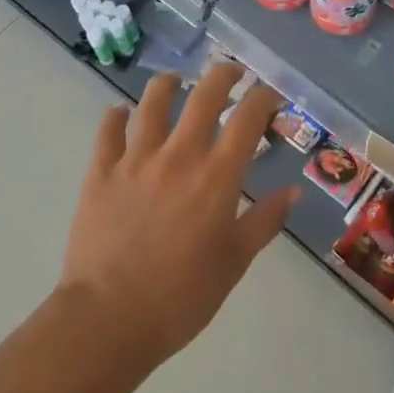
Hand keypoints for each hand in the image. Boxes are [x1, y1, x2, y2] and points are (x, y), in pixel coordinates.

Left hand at [59, 63, 296, 366]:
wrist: (110, 318)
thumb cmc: (183, 296)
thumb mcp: (235, 261)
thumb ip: (265, 221)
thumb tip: (292, 192)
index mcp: (217, 176)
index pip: (247, 118)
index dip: (263, 98)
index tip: (270, 96)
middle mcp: (179, 155)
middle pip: (204, 95)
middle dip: (223, 75)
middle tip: (232, 73)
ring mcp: (136, 160)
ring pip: (153, 102)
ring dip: (169, 84)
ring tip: (176, 81)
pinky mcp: (101, 172)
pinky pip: (108, 131)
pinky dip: (117, 116)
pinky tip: (122, 114)